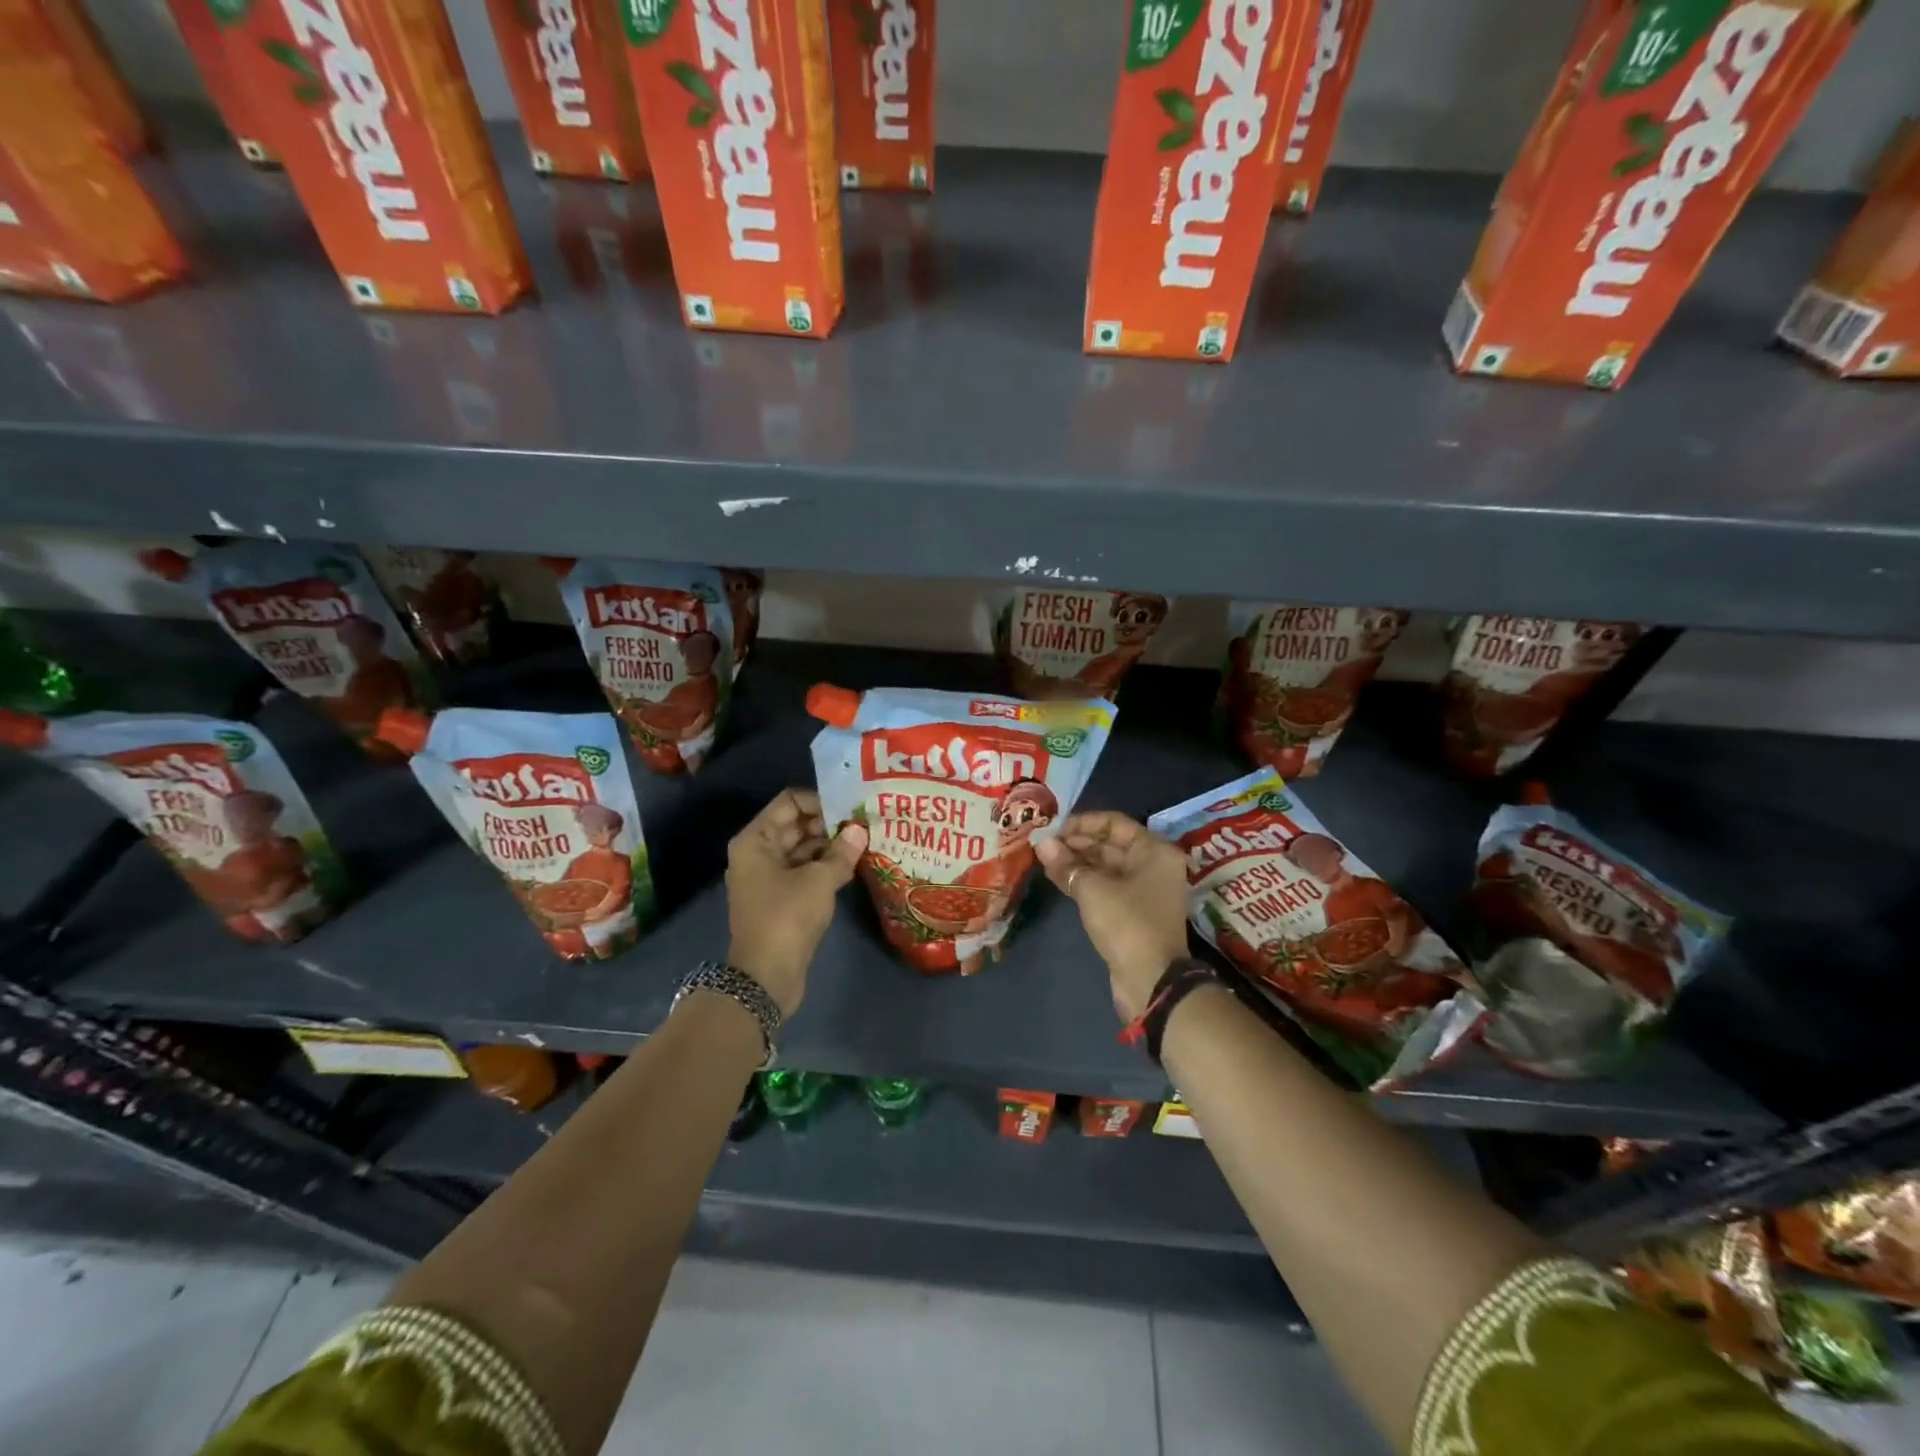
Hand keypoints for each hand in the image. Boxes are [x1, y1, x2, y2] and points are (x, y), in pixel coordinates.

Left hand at [725, 789, 867, 1015]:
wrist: (766, 977)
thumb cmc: (787, 918)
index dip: (821, 801)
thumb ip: (842, 852)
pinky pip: (804, 871)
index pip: (789, 802)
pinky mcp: (780, 897)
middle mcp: (757, 853)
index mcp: (756, 840)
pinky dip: (825, 866)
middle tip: (865, 823)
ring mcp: (767, 876)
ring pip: (802, 849)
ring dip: (830, 846)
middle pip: (796, 824)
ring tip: (865, 842)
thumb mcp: (819, 881)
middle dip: (829, 823)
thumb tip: (860, 830)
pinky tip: (854, 865)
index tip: (851, 808)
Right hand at [1035, 812, 1191, 1021]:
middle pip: (1110, 844)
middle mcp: (1152, 866)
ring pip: (1105, 867)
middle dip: (1076, 843)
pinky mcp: (1132, 912)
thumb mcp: (1092, 889)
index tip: (1053, 829)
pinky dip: (1083, 881)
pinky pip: (1105, 887)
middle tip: (1043, 845)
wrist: (1151, 981)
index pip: (1114, 823)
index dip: (1082, 823)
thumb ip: (1067, 864)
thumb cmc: (1127, 923)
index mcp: (1153, 850)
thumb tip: (1042, 843)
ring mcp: (1143, 891)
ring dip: (1076, 863)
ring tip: (1043, 859)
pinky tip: (1056, 878)